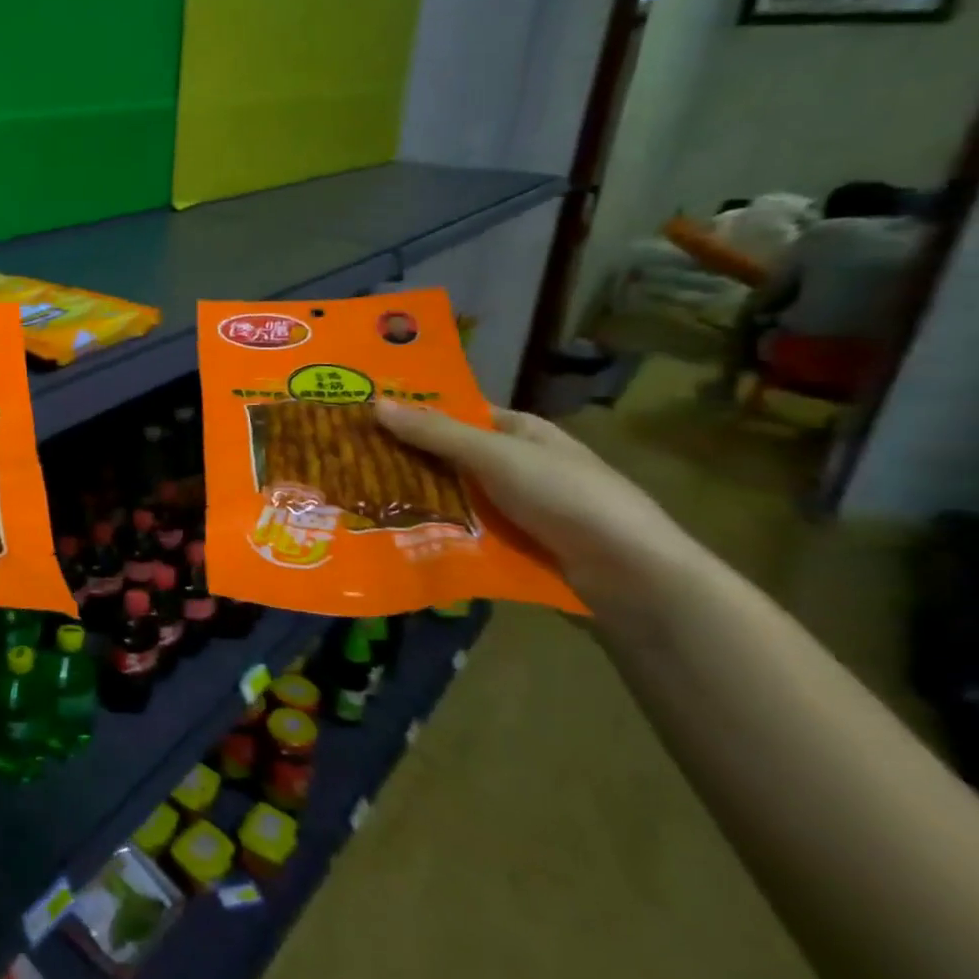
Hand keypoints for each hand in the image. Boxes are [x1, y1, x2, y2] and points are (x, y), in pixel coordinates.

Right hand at [374, 399, 695, 598]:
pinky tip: (395, 535)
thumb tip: (374, 404)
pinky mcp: (514, 547)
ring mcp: (517, 508)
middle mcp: (518, 465)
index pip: (458, 415)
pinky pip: (464, 532)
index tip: (365, 418)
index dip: (415, 414)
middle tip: (347, 461)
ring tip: (358, 500)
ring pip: (454, 497)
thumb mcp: (496, 455)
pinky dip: (436, 532)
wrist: (631, 575)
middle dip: (407, 460)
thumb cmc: (566, 496)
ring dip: (417, 500)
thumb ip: (436, 433)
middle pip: (451, 458)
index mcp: (521, 432)